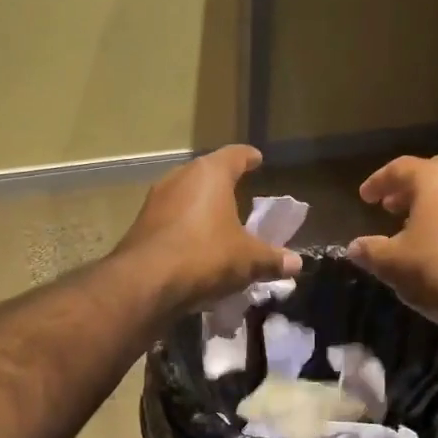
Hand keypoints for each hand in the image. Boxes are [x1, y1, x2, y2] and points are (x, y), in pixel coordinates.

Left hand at [114, 146, 301, 315]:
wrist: (145, 282)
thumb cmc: (205, 256)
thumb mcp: (248, 260)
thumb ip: (272, 259)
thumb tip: (296, 263)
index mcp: (210, 174)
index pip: (234, 155)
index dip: (248, 157)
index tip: (256, 159)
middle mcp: (179, 178)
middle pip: (206, 174)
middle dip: (222, 184)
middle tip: (238, 195)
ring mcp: (155, 201)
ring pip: (185, 197)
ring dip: (200, 208)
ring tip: (216, 224)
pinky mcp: (140, 226)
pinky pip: (170, 221)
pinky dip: (184, 228)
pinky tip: (193, 247)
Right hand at [347, 155, 437, 334]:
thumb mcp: (392, 263)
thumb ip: (369, 250)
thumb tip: (354, 247)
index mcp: (436, 179)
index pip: (400, 168)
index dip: (378, 182)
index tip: (364, 198)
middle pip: (432, 173)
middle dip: (408, 188)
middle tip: (390, 206)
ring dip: (430, 205)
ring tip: (411, 227)